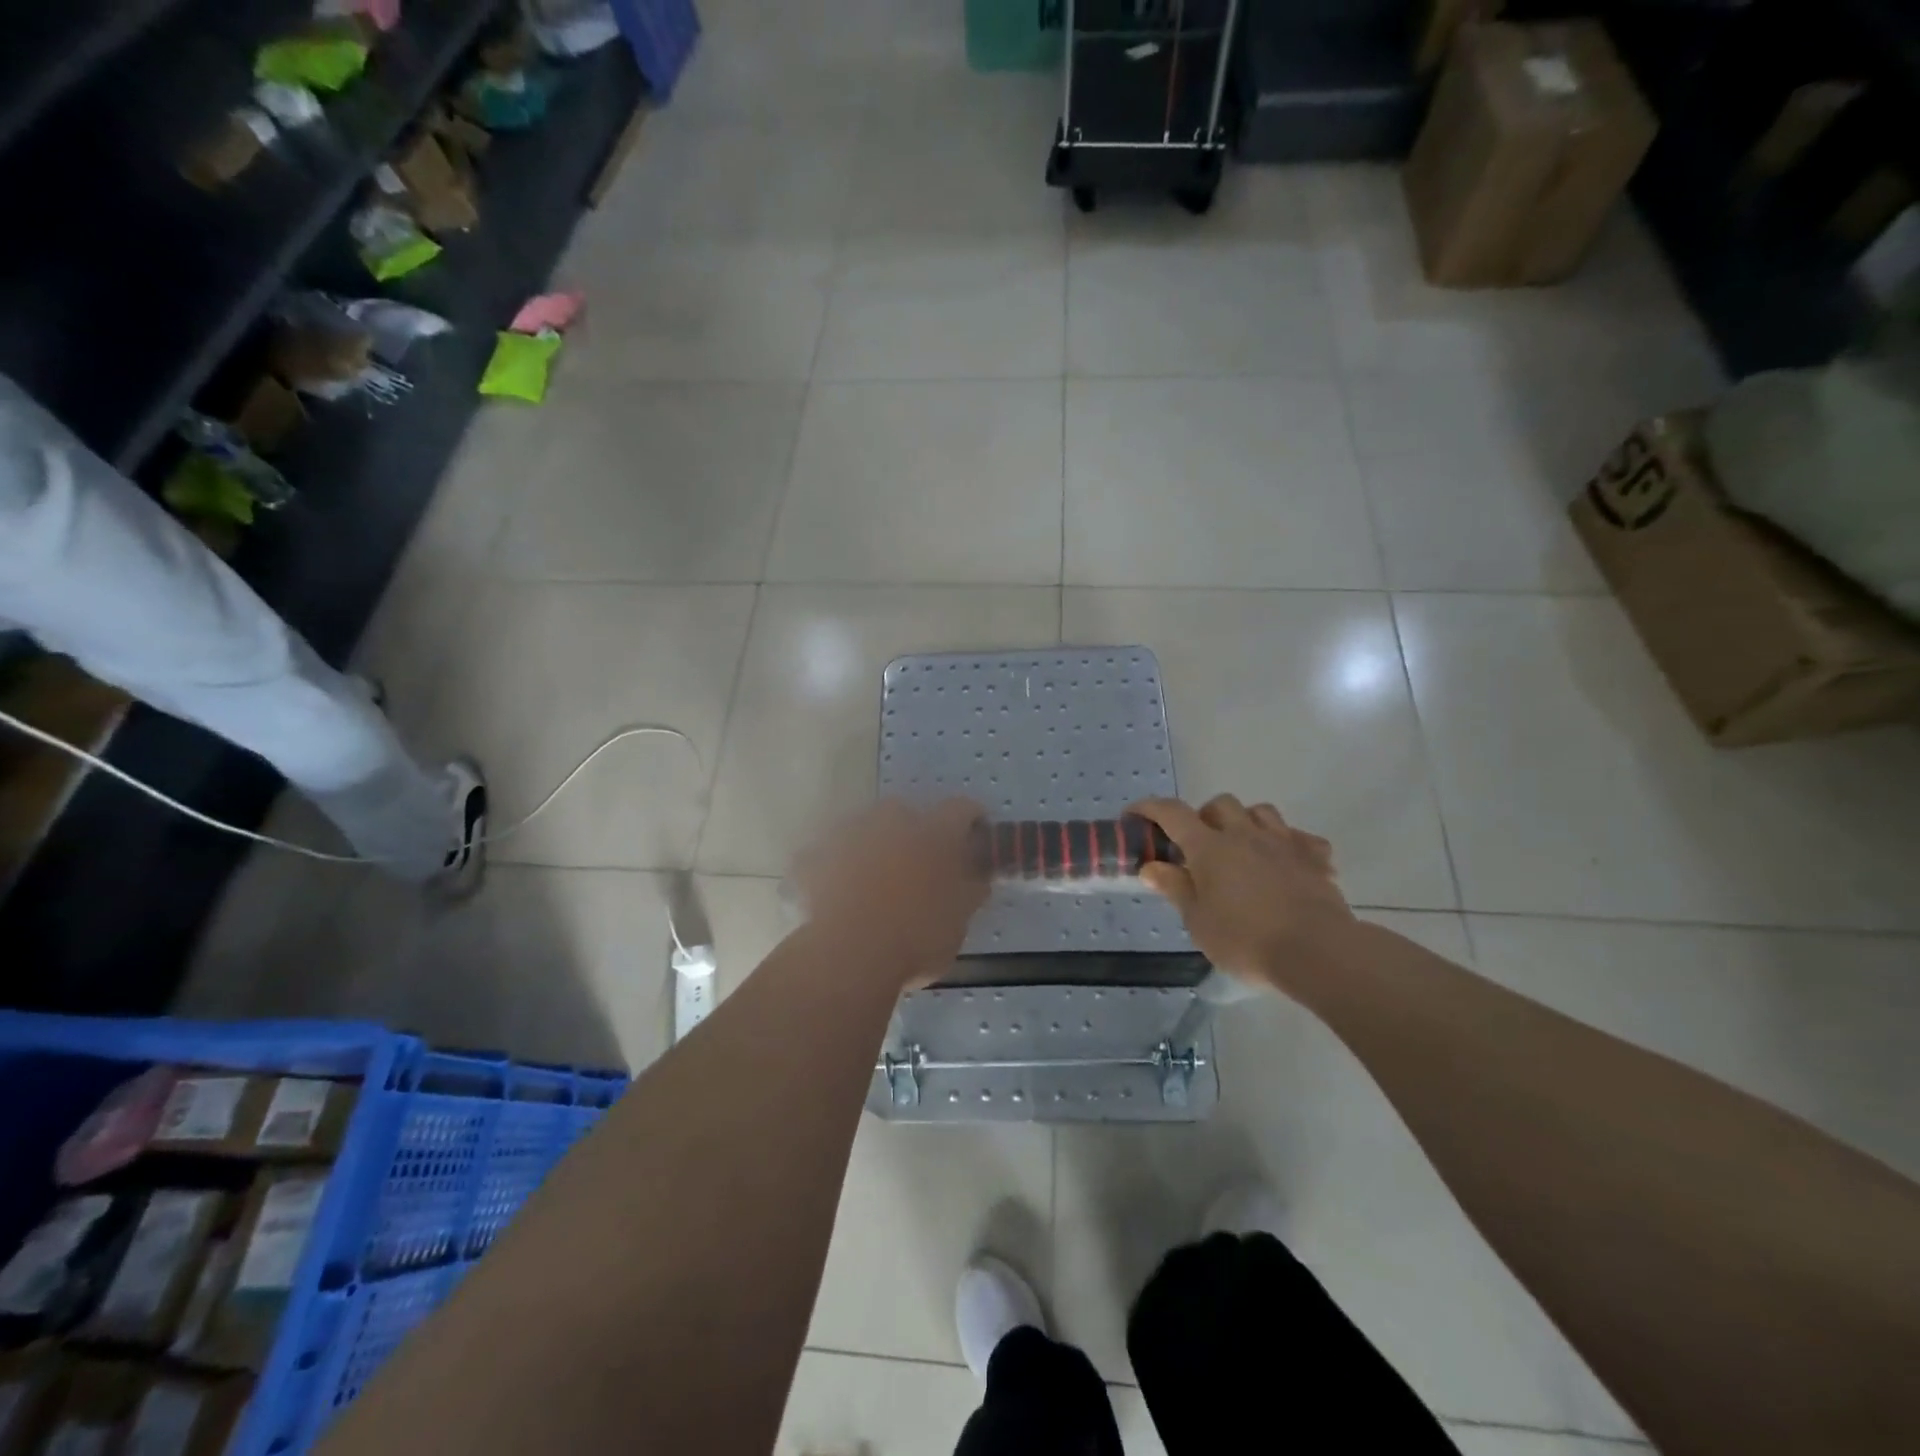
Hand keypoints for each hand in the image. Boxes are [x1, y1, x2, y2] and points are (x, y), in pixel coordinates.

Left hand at [794, 797, 989, 989]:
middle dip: (915, 836)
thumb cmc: (917, 938)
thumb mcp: (960, 920)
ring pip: (867, 831)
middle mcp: (893, 819)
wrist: (849, 955)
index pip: (962, 809)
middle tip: (918, 870)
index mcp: (936, 832)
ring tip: (874, 886)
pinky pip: (831, 854)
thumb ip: (970, 889)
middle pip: (909, 815)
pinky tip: (840, 896)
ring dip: (875, 848)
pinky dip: (837, 868)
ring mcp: (850, 833)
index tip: (973, 841)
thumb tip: (977, 876)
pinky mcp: (814, 854)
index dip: (971, 823)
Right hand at [1129, 795, 1354, 992]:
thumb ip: (1175, 888)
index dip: (1149, 808)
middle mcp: (1245, 834)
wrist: (1317, 951)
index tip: (1134, 815)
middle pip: (1220, 804)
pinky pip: (1300, 838)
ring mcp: (1284, 842)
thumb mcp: (1198, 921)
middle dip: (1204, 816)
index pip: (1172, 813)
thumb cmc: (1246, 940)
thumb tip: (1151, 866)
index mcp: (1210, 847)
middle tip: (1198, 845)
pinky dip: (1288, 845)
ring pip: (1261, 812)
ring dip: (1246, 822)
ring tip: (1241, 848)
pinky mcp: (1315, 858)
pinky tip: (1285, 864)